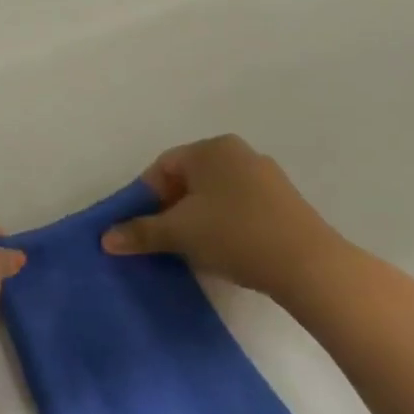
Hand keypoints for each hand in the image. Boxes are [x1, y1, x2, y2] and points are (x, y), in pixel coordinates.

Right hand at [100, 135, 345, 297]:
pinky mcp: (284, 202)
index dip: (145, 197)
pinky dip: (224, 224)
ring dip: (197, 218)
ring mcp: (266, 176)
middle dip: (170, 208)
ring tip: (193, 249)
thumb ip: (140, 232)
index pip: (162, 167)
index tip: (142, 227)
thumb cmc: (233, 234)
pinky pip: (240, 207)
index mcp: (211, 149)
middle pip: (189, 179)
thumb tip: (105, 239)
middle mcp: (239, 153)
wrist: (308, 264)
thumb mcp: (178, 233)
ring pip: (215, 194)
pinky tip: (225, 250)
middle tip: (164, 239)